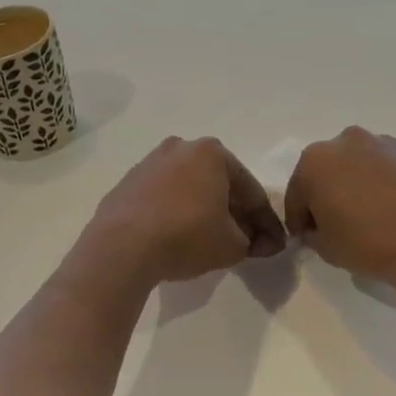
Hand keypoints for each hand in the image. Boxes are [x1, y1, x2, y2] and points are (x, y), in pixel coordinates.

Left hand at [85, 137, 286, 286]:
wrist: (121, 247)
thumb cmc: (186, 237)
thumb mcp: (232, 245)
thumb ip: (253, 241)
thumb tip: (260, 242)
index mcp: (212, 153)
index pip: (250, 191)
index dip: (266, 222)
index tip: (274, 245)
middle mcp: (180, 148)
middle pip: (219, 184)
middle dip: (235, 213)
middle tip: (246, 242)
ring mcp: (149, 163)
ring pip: (189, 189)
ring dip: (204, 210)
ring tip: (211, 240)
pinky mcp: (127, 183)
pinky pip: (162, 198)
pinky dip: (175, 213)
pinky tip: (177, 236)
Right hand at [284, 127, 395, 292]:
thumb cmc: (369, 243)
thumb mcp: (325, 248)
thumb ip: (313, 232)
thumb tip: (319, 228)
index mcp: (315, 161)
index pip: (296, 193)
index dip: (299, 219)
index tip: (305, 237)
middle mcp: (348, 142)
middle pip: (328, 171)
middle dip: (328, 194)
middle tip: (337, 225)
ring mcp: (386, 144)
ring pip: (360, 167)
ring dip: (358, 186)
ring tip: (370, 219)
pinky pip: (390, 171)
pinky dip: (387, 186)